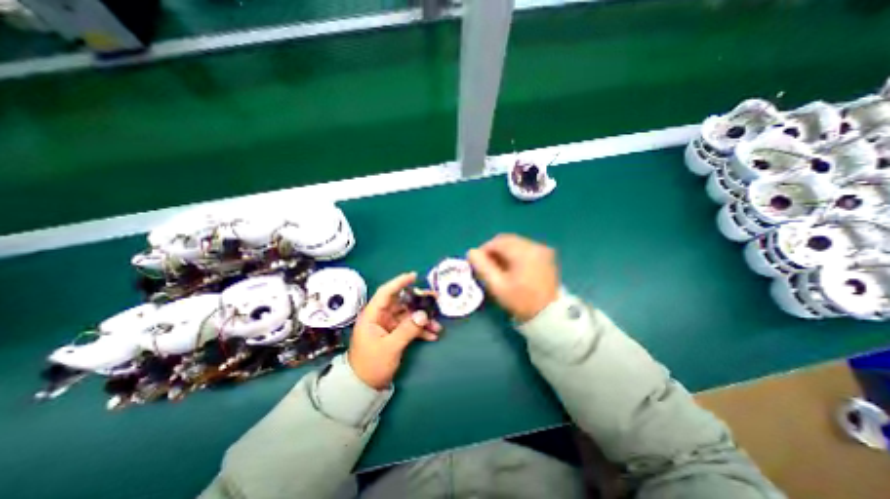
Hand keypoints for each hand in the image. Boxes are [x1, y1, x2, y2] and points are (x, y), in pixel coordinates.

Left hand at [350, 274, 442, 389]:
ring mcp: (389, 325)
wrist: (364, 387)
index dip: (399, 282)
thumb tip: (423, 314)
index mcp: (372, 315)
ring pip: (408, 315)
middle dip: (418, 302)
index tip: (414, 276)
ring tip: (437, 324)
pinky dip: (421, 330)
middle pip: (401, 303)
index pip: (386, 292)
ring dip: (423, 319)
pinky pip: (410, 327)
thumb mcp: (390, 347)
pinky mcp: (395, 334)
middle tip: (434, 300)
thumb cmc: (371, 365)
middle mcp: (381, 317)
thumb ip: (407, 330)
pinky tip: (432, 335)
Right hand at [469, 234, 558, 322]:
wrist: (549, 315)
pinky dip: (514, 254)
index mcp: (523, 252)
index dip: (484, 250)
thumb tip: (471, 252)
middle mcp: (535, 246)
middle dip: (493, 250)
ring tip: (498, 268)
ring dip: (504, 252)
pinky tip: (511, 268)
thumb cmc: (521, 301)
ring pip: (515, 243)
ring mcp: (542, 250)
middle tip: (486, 266)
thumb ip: (482, 267)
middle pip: (507, 240)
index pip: (497, 242)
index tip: (477, 263)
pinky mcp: (546, 255)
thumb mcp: (497, 286)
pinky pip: (525, 248)